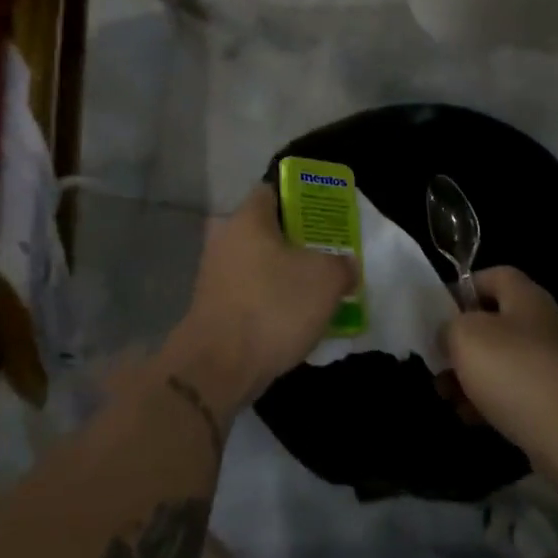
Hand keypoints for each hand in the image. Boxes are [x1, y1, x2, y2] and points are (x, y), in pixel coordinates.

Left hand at [159, 184, 356, 419]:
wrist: (218, 367)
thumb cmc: (273, 307)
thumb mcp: (326, 280)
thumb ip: (342, 264)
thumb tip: (345, 265)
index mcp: (247, 218)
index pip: (273, 190)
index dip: (301, 199)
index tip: (324, 217)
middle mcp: (224, 238)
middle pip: (265, 229)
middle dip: (295, 241)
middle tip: (324, 255)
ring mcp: (213, 273)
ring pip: (256, 263)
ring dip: (281, 274)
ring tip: (314, 291)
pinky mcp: (211, 306)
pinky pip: (248, 291)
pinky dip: (267, 300)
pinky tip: (291, 319)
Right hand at [443, 266, 557, 478]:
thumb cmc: (513, 371)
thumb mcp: (465, 336)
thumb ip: (449, 326)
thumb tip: (450, 333)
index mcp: (526, 297)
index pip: (493, 276)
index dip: (463, 289)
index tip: (438, 313)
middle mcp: (542, 324)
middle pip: (493, 322)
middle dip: (461, 342)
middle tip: (438, 360)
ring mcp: (551, 364)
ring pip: (500, 361)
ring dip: (470, 375)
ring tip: (446, 395)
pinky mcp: (554, 400)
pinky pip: (513, 392)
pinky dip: (489, 401)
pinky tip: (469, 417)